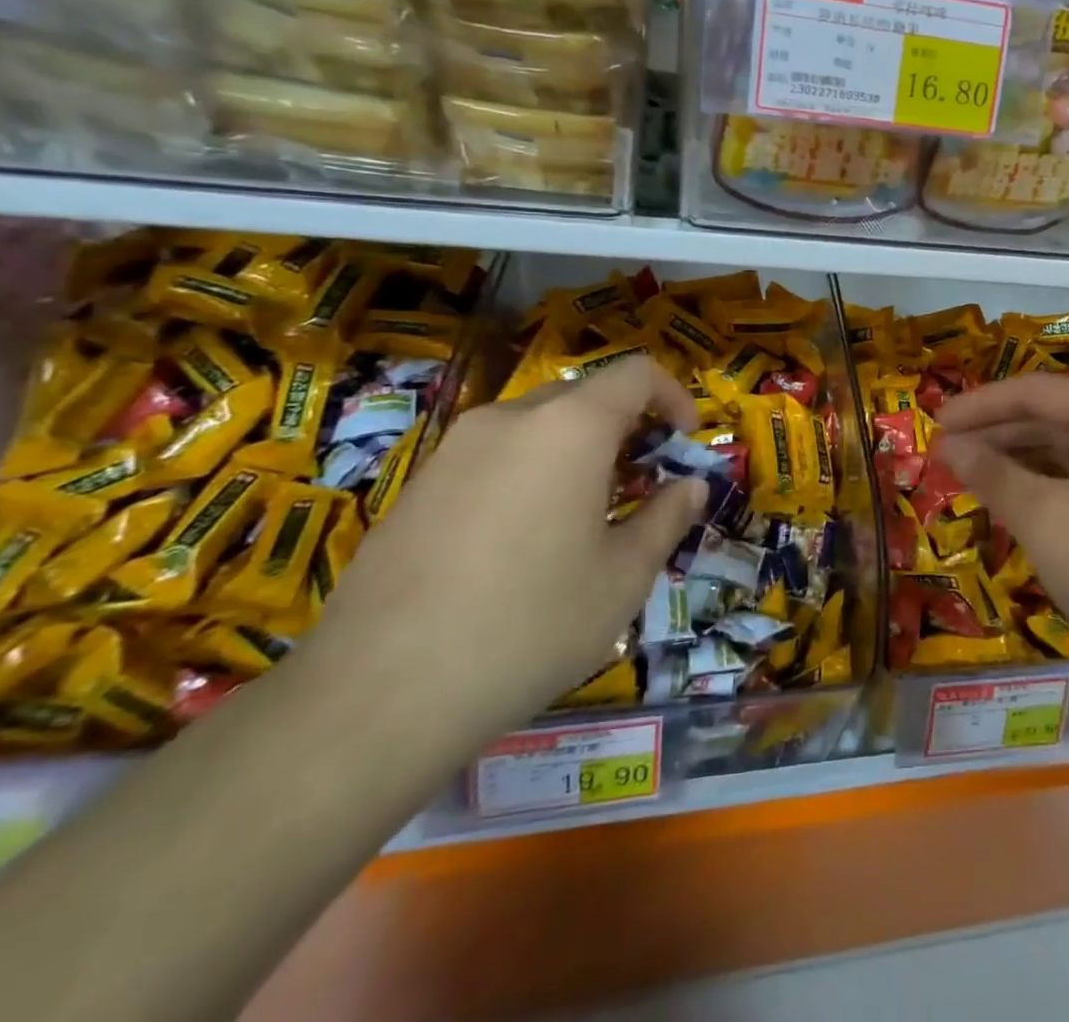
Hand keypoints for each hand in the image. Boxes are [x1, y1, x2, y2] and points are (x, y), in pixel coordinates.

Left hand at [303, 358, 704, 738]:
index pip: (637, 373)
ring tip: (583, 517)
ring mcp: (455, 448)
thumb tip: (691, 487)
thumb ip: (667, 518)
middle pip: (585, 396)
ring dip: (576, 451)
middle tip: (641, 486)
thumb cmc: (530, 626)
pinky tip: (519, 543)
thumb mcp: (624, 578)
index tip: (684, 443)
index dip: (673, 397)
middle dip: (625, 428)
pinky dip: (528, 472)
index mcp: (570, 427)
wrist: (377, 695)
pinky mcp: (417, 484)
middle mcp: (510, 418)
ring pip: (536, 425)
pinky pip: (492, 456)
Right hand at [937, 375, 1068, 685]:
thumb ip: (992, 474)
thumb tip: (949, 446)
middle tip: (944, 455)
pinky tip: (1012, 509)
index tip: (932, 424)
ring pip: (1065, 454)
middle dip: (994, 434)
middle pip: (1050, 417)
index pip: (1034, 390)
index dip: (979, 405)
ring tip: (968, 480)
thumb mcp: (1045, 517)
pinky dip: (1042, 491)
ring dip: (1015, 463)